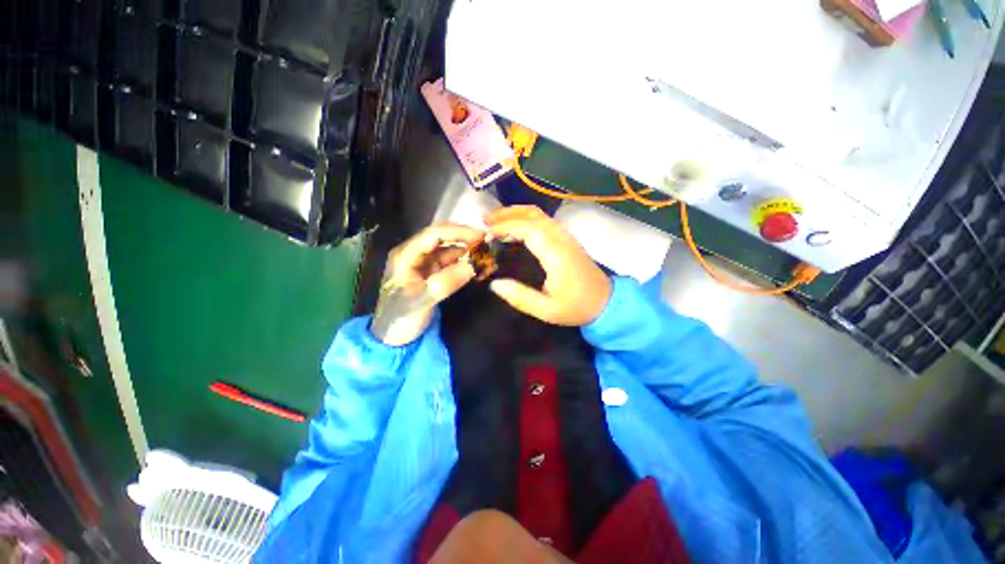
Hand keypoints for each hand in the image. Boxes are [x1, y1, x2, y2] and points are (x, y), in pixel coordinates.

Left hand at [371, 223, 482, 344]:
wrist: (393, 338)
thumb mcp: (422, 301)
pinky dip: (463, 261)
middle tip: (486, 240)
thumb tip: (471, 266)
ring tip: (485, 251)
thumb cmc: (401, 318)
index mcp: (405, 255)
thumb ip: (445, 283)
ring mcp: (423, 263)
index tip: (479, 236)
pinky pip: (449, 261)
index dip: (457, 232)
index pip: (433, 235)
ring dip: (465, 248)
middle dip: (463, 236)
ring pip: (447, 249)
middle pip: (440, 237)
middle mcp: (414, 254)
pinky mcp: (431, 273)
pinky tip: (476, 263)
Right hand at [485, 206, 610, 325]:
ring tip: (495, 221)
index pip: (529, 229)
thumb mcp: (546, 310)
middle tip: (485, 221)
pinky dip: (526, 218)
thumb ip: (520, 297)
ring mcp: (566, 236)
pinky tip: (515, 227)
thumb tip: (495, 284)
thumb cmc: (576, 307)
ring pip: (539, 214)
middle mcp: (561, 239)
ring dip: (516, 213)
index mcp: (556, 254)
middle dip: (507, 214)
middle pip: (533, 214)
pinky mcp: (567, 238)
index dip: (506, 226)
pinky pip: (544, 220)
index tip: (487, 233)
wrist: (606, 302)